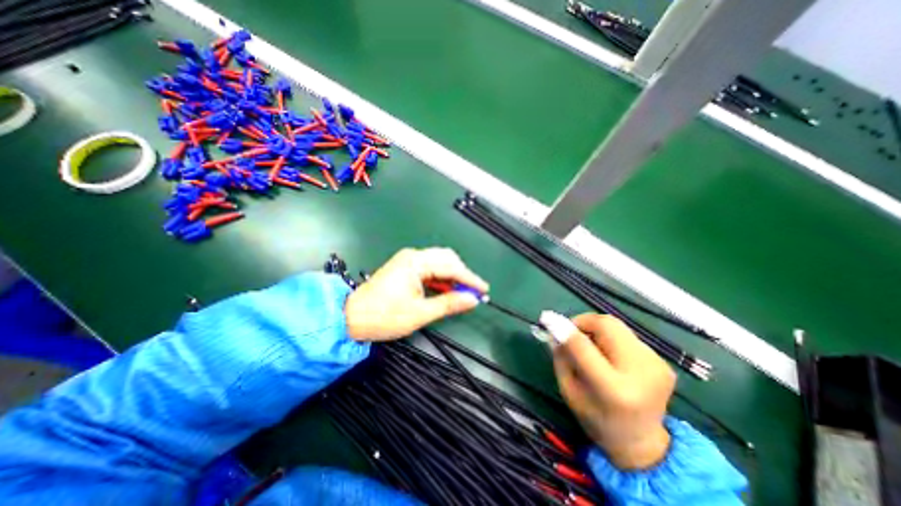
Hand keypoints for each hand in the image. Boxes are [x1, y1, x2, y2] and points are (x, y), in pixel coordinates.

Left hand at [345, 246, 488, 342]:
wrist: (351, 317)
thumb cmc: (384, 316)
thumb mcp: (420, 313)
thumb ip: (449, 304)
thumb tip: (472, 300)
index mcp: (416, 262)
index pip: (451, 266)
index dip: (469, 278)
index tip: (484, 290)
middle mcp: (413, 256)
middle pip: (447, 259)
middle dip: (462, 274)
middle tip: (472, 292)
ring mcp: (408, 260)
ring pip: (439, 263)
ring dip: (452, 277)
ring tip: (462, 293)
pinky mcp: (405, 268)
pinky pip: (430, 269)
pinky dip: (441, 279)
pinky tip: (447, 290)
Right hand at [553, 315, 670, 467]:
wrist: (642, 443)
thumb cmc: (596, 419)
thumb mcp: (569, 391)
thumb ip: (561, 358)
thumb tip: (555, 329)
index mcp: (614, 390)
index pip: (584, 346)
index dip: (565, 329)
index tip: (548, 320)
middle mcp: (641, 373)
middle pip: (607, 325)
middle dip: (584, 322)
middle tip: (572, 333)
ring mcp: (656, 365)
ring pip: (616, 326)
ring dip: (597, 330)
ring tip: (592, 348)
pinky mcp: (664, 362)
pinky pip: (627, 336)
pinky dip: (611, 339)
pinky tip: (610, 357)